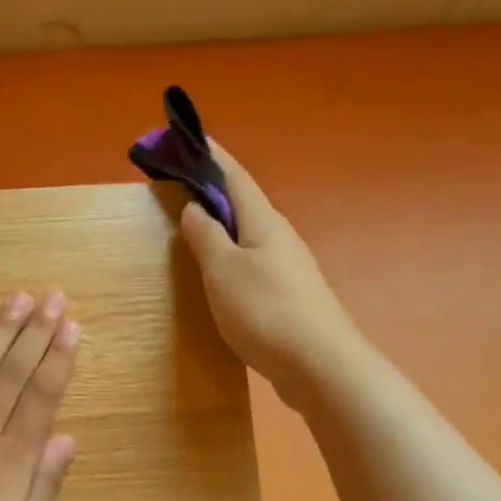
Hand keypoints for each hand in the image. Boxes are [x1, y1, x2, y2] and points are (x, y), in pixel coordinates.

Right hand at [177, 142, 355, 403]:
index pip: (235, 177)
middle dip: (215, 191)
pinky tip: (222, 276)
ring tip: (196, 230)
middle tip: (183, 188)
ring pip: (249, 236)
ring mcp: (288, 268)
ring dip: (224, 226)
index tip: (191, 136)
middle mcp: (280, 238)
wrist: (317, 364)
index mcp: (264, 222)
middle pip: (244, 204)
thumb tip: (194, 209)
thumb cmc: (264, 311)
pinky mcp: (289, 297)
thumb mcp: (223, 271)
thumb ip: (206, 238)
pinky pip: (253, 264)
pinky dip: (232, 257)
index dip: (213, 156)